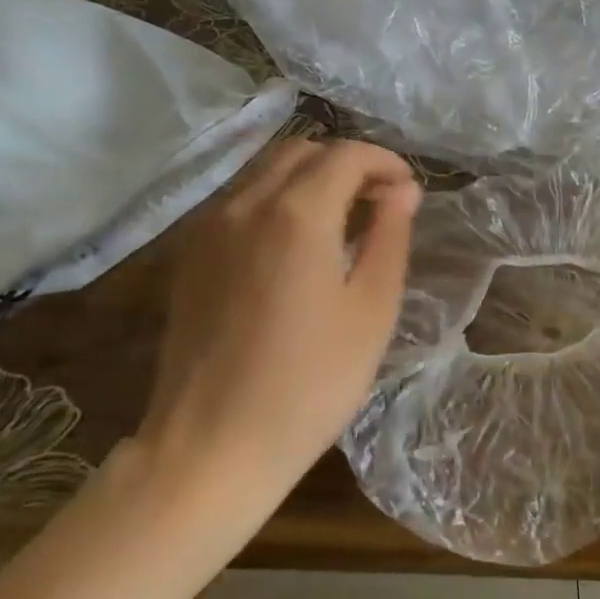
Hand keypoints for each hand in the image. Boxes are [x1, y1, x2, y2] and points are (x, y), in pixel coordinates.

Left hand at [136, 138, 421, 518]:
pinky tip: (297, 246)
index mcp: (297, 214)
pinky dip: (278, 200)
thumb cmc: (310, 384)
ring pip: (267, 172)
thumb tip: (402, 191)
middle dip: (348, 165)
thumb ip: (389, 237)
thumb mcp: (372, 311)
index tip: (408, 192)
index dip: (385, 163)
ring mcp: (210, 228)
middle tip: (380, 203)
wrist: (210, 447)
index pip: (346, 155)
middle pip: (303, 151)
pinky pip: (241, 202)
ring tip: (343, 222)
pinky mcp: (191, 256)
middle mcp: (246, 205)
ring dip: (311, 179)